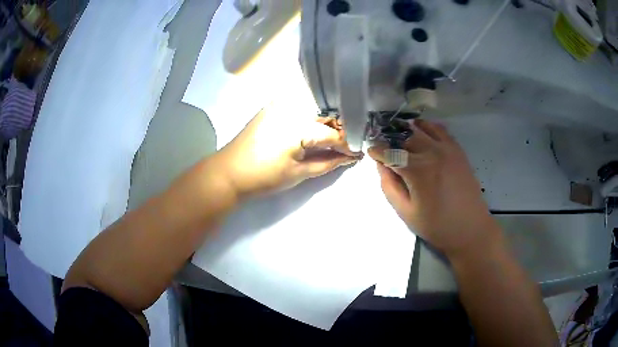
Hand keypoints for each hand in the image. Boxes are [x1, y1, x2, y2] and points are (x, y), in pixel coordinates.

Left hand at [216, 104, 360, 198]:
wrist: (229, 172)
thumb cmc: (263, 176)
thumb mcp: (299, 173)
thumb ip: (328, 162)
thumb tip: (350, 158)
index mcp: (299, 123)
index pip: (334, 133)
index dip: (349, 144)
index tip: (358, 153)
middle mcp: (292, 105)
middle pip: (328, 113)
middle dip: (343, 128)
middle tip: (350, 144)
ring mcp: (281, 102)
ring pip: (317, 106)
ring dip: (330, 120)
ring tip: (336, 137)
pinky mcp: (274, 104)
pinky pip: (302, 104)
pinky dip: (314, 115)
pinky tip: (318, 126)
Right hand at [368, 120, 502, 258]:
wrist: (470, 229)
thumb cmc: (436, 225)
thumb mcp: (406, 212)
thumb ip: (389, 186)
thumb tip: (381, 165)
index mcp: (417, 170)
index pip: (390, 152)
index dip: (377, 151)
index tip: (371, 151)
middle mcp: (432, 152)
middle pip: (405, 136)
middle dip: (392, 140)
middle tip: (386, 147)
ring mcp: (447, 148)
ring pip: (422, 128)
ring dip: (409, 130)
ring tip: (402, 137)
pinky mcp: (458, 150)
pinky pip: (440, 130)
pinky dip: (428, 127)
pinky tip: (423, 133)